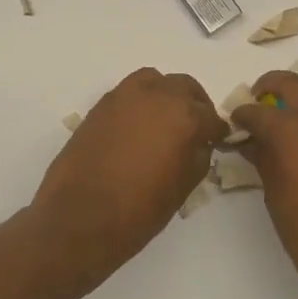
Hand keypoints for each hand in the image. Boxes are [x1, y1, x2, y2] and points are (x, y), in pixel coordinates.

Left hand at [31, 68, 226, 280]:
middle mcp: (157, 96)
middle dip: (195, 105)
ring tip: (166, 120)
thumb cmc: (139, 209)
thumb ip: (198, 157)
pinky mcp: (100, 105)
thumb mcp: (183, 188)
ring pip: (155, 81)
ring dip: (166, 94)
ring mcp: (124, 96)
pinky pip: (129, 93)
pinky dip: (140, 102)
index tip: (217, 141)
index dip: (217, 132)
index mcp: (184, 116)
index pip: (211, 117)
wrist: (80, 217)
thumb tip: (199, 144)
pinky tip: (139, 127)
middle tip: (196, 127)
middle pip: (185, 87)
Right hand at [231, 72, 297, 292]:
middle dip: (269, 88)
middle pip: (292, 83)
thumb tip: (253, 144)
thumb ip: (264, 161)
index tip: (234, 123)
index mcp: (292, 131)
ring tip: (287, 115)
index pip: (257, 111)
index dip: (241, 116)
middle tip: (257, 103)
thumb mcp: (276, 197)